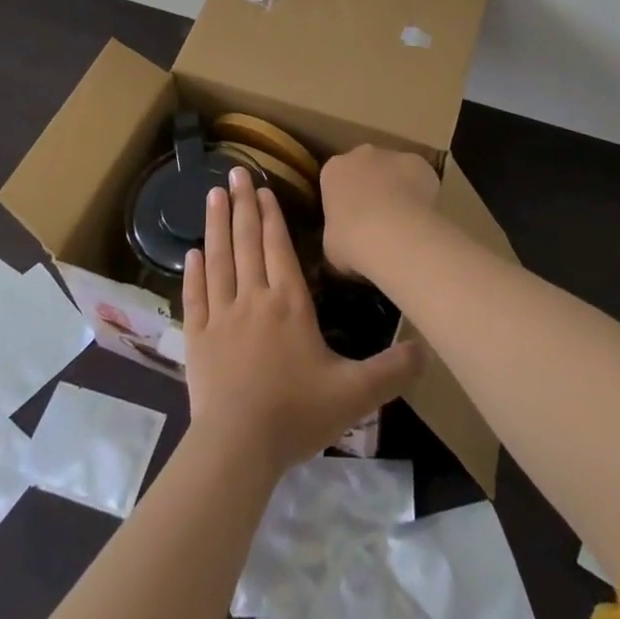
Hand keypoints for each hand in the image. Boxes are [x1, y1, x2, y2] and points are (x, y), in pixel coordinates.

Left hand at [182, 168, 423, 476]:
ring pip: (219, 260)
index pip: (279, 247)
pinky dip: (194, 272)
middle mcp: (254, 299)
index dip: (272, 215)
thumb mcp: (354, 394)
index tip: (263, 187)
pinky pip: (195, 296)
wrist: (238, 447)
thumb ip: (391, 370)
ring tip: (213, 194)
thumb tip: (427, 350)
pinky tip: (192, 252)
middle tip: (234, 172)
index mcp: (289, 303)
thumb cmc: (296, 414)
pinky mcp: (197, 339)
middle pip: (247, 242)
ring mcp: (221, 317)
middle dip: (243, 205)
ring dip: (216, 225)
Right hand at [320, 145, 441, 277]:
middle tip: (378, 219)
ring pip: (394, 169)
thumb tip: (344, 240)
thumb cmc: (352, 241)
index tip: (351, 220)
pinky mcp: (418, 162)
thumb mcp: (332, 245)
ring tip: (404, 221)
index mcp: (333, 170)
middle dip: (371, 187)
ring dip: (397, 188)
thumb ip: (337, 234)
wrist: (392, 234)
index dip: (345, 199)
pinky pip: (419, 176)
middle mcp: (360, 154)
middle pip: (365, 167)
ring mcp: (391, 155)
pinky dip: (421, 191)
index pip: (336, 179)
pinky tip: (423, 216)